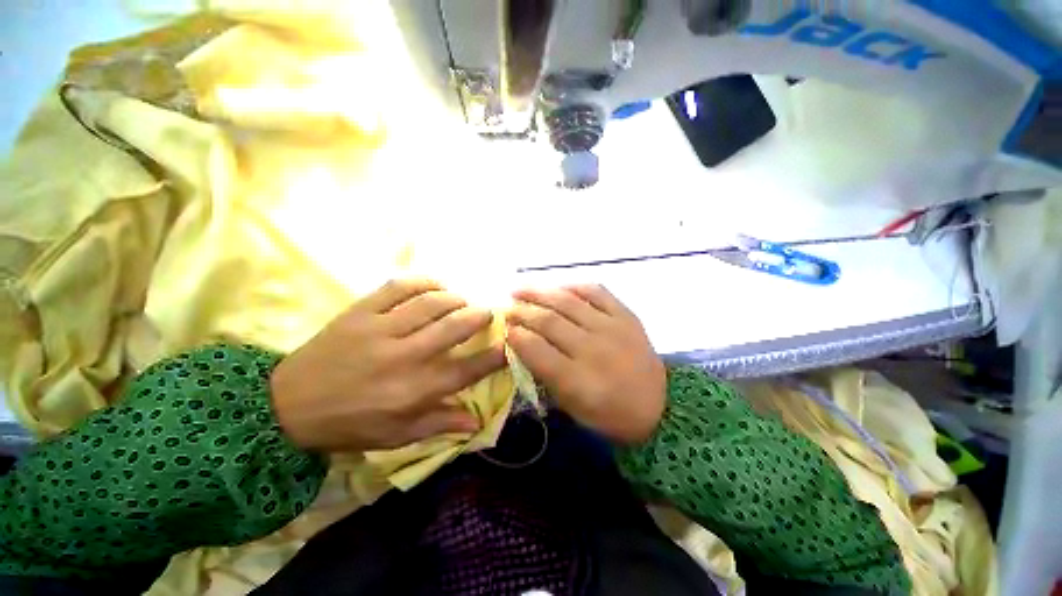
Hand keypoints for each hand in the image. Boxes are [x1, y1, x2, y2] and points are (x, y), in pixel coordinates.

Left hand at [270, 279, 505, 451]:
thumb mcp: (396, 435)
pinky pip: (399, 287)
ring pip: (432, 303)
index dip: (496, 355)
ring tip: (462, 301)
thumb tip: (475, 422)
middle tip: (489, 313)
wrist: (286, 405)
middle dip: (481, 316)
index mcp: (415, 390)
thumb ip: (439, 424)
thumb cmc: (349, 424)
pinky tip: (435, 285)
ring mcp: (381, 330)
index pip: (469, 369)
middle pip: (455, 327)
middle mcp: (405, 356)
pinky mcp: (360, 312)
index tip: (510, 344)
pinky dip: (423, 282)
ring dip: (456, 299)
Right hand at [506, 285, 665, 443]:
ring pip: (568, 302)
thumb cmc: (609, 413)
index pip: (537, 349)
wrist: (659, 406)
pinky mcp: (626, 315)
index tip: (504, 328)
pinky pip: (596, 292)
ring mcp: (612, 328)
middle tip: (507, 307)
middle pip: (549, 322)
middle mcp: (593, 349)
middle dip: (522, 312)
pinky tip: (558, 287)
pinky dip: (574, 287)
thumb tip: (523, 345)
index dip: (515, 336)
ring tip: (520, 289)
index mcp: (578, 380)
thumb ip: (545, 375)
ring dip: (539, 293)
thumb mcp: (571, 407)